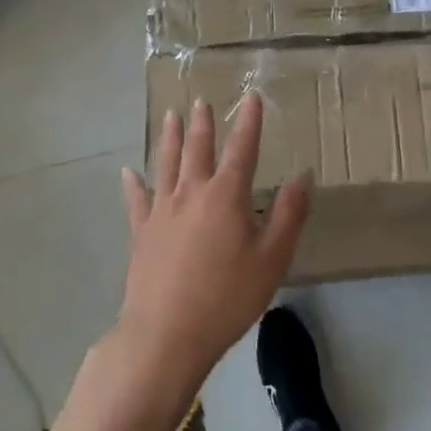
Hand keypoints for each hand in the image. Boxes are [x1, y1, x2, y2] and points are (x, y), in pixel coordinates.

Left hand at [118, 95, 310, 388]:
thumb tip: (302, 175)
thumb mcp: (272, 259)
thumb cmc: (227, 297)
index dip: (249, 122)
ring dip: (170, 138)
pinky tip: (128, 172)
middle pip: (198, 149)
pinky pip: (136, 200)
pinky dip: (133, 184)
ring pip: (166, 164)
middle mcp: (191, 192)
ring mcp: (162, 210)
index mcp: (226, 196)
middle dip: (203, 124)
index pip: (242, 149)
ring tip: (170, 116)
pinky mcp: (141, 232)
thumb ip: (289, 214)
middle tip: (202, 101)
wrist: (167, 333)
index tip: (252, 97)